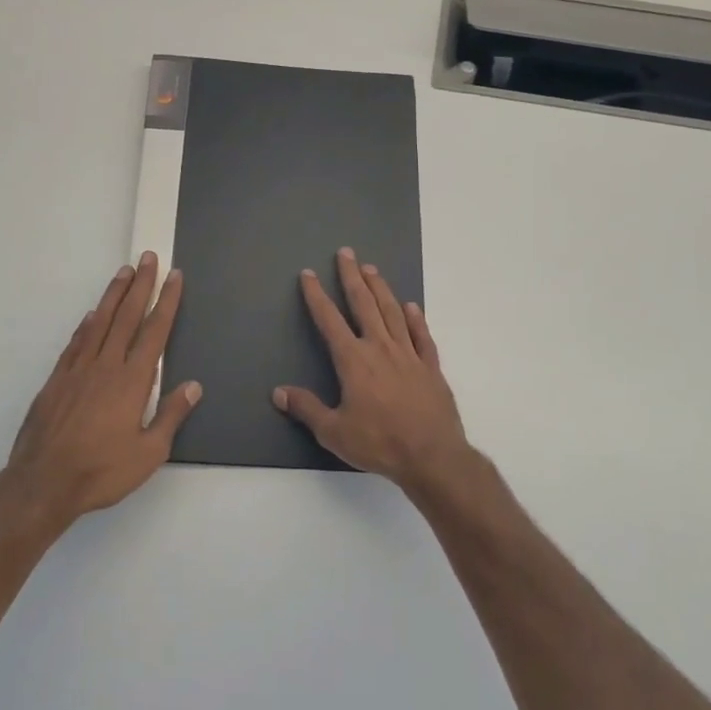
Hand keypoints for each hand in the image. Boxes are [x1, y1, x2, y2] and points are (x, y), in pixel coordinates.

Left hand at [3, 253, 199, 527]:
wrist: (43, 483)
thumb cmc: (101, 471)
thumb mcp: (148, 453)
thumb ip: (171, 416)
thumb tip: (193, 386)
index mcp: (132, 381)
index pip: (155, 332)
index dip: (166, 302)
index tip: (174, 276)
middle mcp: (106, 366)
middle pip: (127, 316)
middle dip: (140, 285)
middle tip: (148, 258)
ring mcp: (78, 370)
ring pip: (99, 322)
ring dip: (113, 295)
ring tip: (123, 272)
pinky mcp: (56, 380)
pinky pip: (76, 342)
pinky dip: (86, 324)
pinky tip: (91, 315)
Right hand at [273, 248, 471, 492]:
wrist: (432, 456)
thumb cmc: (379, 443)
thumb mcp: (333, 432)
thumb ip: (306, 408)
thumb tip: (278, 392)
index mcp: (354, 360)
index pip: (330, 320)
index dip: (317, 296)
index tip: (309, 274)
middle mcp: (380, 348)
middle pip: (364, 304)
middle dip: (352, 277)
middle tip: (346, 253)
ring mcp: (409, 355)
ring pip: (392, 312)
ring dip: (381, 289)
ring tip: (372, 269)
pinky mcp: (431, 367)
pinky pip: (422, 336)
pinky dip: (415, 319)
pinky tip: (411, 307)